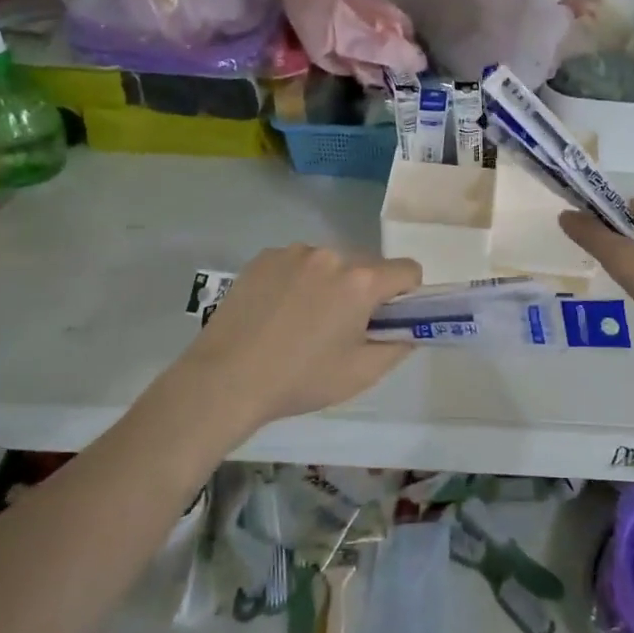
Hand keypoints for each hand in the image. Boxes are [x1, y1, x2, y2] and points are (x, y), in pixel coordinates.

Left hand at [172, 245, 422, 430]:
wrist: (225, 379)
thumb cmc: (300, 379)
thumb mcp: (361, 373)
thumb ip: (398, 346)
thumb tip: (408, 330)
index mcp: (361, 281)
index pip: (408, 270)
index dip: (407, 295)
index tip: (388, 319)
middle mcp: (331, 255)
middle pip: (367, 265)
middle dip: (365, 290)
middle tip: (341, 328)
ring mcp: (294, 252)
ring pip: (330, 263)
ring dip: (330, 283)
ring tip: (302, 321)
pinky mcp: (264, 257)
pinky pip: (297, 262)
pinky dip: (298, 280)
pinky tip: (277, 312)